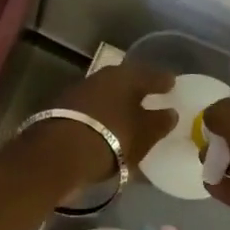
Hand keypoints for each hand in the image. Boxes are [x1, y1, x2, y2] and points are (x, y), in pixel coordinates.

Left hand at [45, 61, 178, 181]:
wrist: (58, 154)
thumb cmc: (111, 138)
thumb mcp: (144, 134)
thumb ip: (160, 122)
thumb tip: (170, 113)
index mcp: (125, 76)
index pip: (150, 75)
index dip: (162, 81)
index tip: (172, 84)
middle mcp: (100, 77)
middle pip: (124, 82)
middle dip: (137, 90)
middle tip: (150, 97)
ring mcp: (78, 93)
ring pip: (106, 95)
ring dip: (117, 104)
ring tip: (129, 116)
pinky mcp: (61, 112)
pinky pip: (92, 111)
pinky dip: (102, 117)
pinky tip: (107, 128)